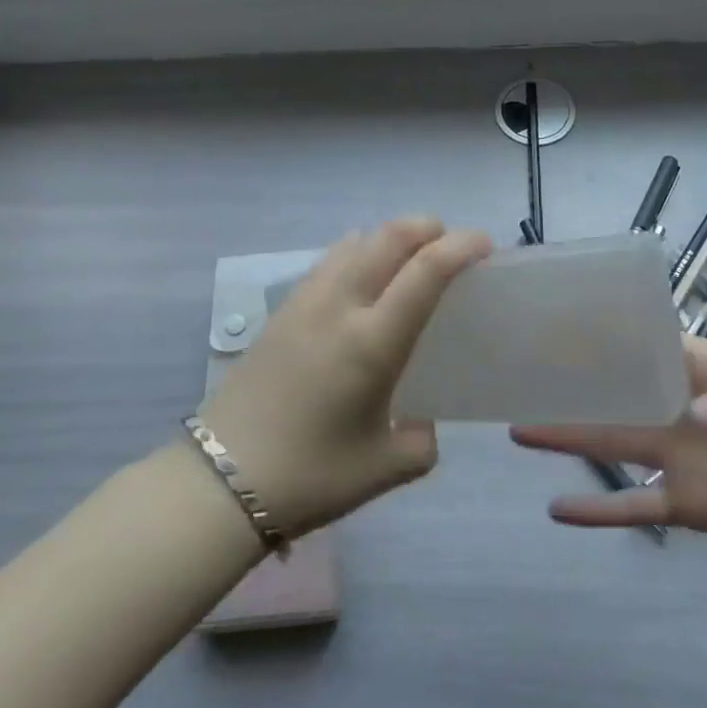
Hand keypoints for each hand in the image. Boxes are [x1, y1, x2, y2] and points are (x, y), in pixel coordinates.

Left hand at [201, 217, 490, 539]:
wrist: (221, 479)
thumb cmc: (310, 475)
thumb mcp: (384, 469)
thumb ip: (421, 441)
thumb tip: (422, 422)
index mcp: (372, 342)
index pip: (426, 270)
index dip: (461, 246)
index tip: (486, 245)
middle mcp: (340, 306)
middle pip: (389, 237)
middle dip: (428, 227)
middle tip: (452, 244)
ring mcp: (306, 302)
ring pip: (356, 241)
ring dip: (391, 236)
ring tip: (410, 258)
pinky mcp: (282, 310)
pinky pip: (330, 260)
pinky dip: (358, 251)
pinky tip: (363, 278)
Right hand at [511, 337, 706, 577]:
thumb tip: (696, 418)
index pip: (642, 342)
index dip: (600, 334)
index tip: (552, 325)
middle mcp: (682, 406)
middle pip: (614, 390)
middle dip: (570, 381)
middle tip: (514, 373)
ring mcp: (684, 457)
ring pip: (613, 442)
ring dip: (568, 436)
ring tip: (517, 428)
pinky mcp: (693, 506)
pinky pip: (636, 506)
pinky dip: (599, 509)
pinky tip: (557, 510)